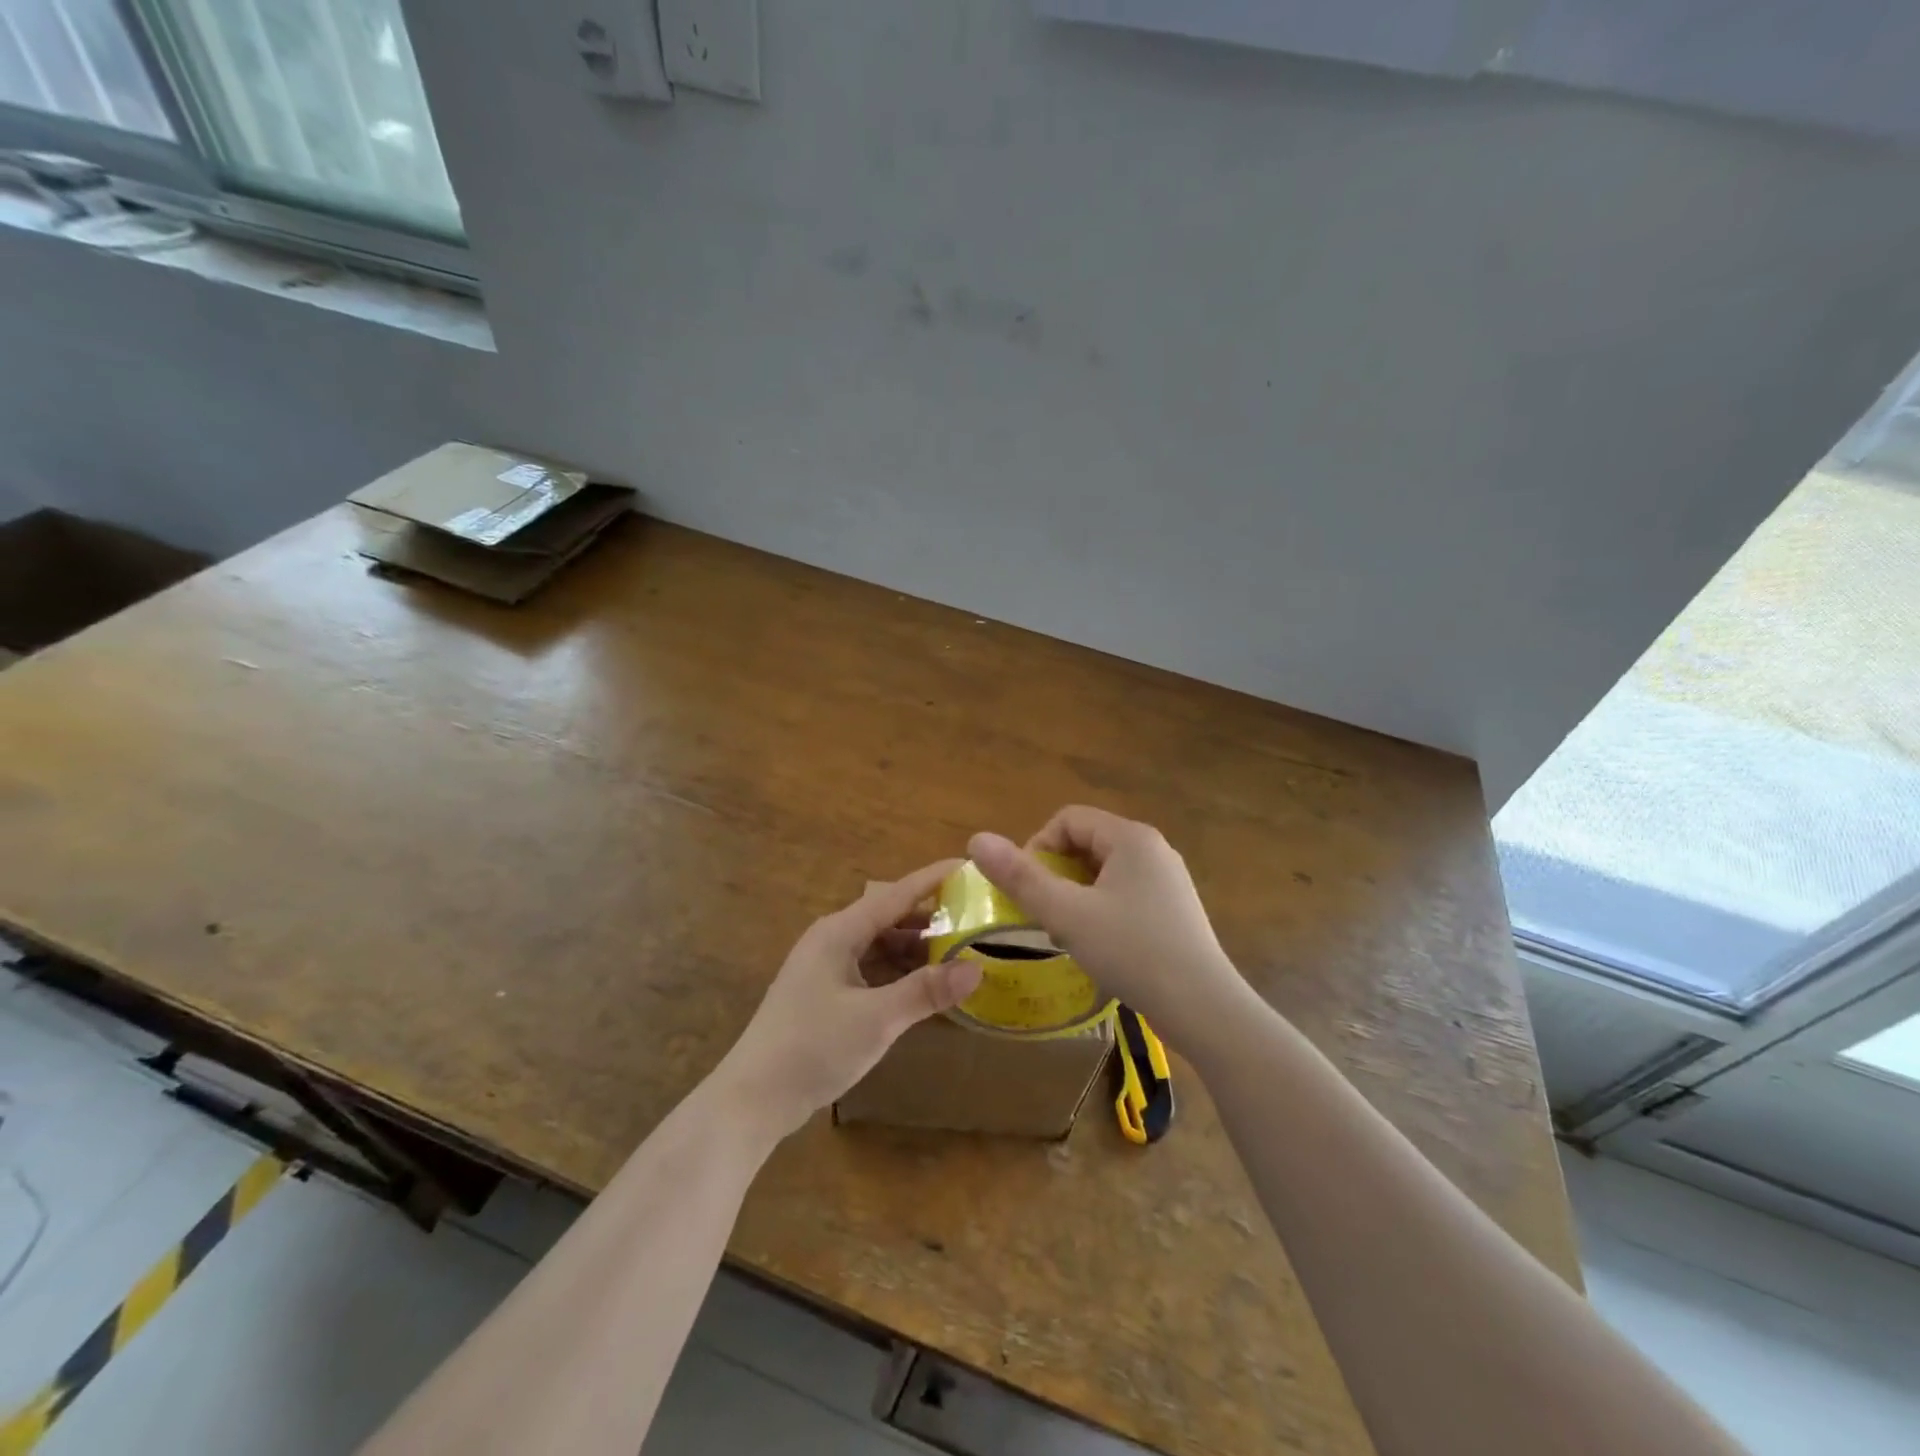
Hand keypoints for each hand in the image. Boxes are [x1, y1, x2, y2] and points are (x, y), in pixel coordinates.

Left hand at [712, 860, 983, 1141]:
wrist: (752, 1099)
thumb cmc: (812, 1048)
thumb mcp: (876, 1019)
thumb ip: (926, 991)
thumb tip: (976, 967)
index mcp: (840, 932)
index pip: (896, 894)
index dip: (934, 879)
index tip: (970, 865)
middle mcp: (833, 940)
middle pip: (890, 918)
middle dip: (931, 918)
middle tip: (977, 919)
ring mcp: (827, 968)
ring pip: (881, 946)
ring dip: (917, 950)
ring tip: (960, 953)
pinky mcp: (827, 994)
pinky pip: (872, 970)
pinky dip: (900, 974)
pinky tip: (926, 987)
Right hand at [969, 807, 1250, 1047]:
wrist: (1203, 1007)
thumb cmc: (1132, 952)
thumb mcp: (1066, 914)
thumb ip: (1020, 877)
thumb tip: (976, 839)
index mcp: (1130, 837)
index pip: (1067, 819)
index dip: (1037, 847)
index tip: (1028, 889)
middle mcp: (1153, 849)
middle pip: (1086, 842)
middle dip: (1056, 873)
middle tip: (1045, 914)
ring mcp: (1167, 879)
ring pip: (1104, 871)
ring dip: (1076, 894)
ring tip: (1068, 932)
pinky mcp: (1174, 908)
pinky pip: (1124, 892)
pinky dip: (1100, 908)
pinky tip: (1099, 944)